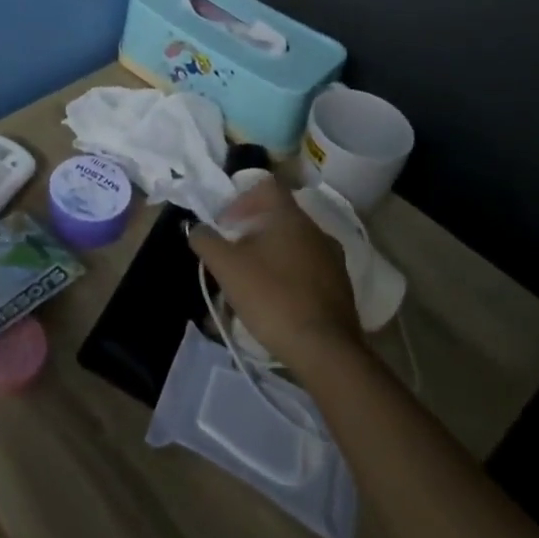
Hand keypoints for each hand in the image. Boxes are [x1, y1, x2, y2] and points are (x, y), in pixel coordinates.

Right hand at [189, 176, 366, 375]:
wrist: (326, 352)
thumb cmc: (272, 297)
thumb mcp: (226, 267)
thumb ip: (206, 240)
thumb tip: (196, 228)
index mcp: (290, 216)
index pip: (266, 186)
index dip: (241, 199)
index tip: (227, 224)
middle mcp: (316, 230)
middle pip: (279, 217)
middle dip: (252, 231)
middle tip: (234, 255)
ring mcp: (334, 260)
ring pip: (294, 245)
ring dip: (271, 255)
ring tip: (252, 283)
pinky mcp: (342, 288)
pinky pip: (309, 270)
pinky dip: (290, 276)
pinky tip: (277, 302)